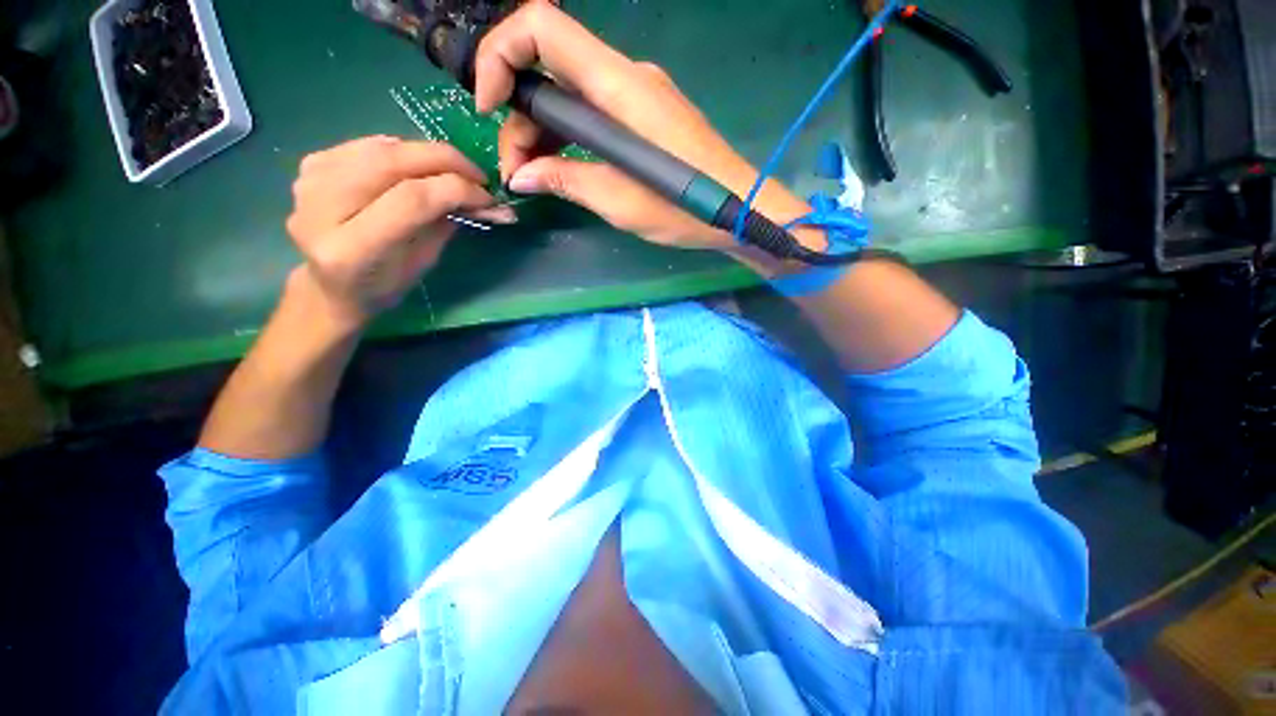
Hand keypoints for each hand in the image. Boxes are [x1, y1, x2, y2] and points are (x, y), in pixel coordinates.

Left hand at [286, 136, 513, 324]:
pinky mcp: (310, 166)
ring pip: (380, 147)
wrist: (331, 285)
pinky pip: (366, 145)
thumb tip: (482, 199)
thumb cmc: (384, 284)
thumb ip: (445, 224)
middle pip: (391, 162)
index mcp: (352, 249)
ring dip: (426, 154)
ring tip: (453, 170)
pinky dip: (401, 150)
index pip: (412, 200)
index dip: (456, 189)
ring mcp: (311, 182)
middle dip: (445, 161)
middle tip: (477, 175)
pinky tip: (418, 166)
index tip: (487, 196)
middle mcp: (322, 209)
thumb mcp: (423, 263)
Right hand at [475, 2, 818, 262]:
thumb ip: (567, 180)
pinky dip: (571, 139)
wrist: (738, 209)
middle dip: (520, 118)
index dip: (500, 54)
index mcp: (618, 87)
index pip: (542, 27)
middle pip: (550, 71)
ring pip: (570, 97)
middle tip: (517, 174)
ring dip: (543, 134)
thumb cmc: (686, 207)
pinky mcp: (644, 118)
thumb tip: (522, 175)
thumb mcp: (619, 201)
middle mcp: (624, 77)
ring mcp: (636, 96)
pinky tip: (564, 171)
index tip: (487, 107)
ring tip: (536, 180)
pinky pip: (594, 115)